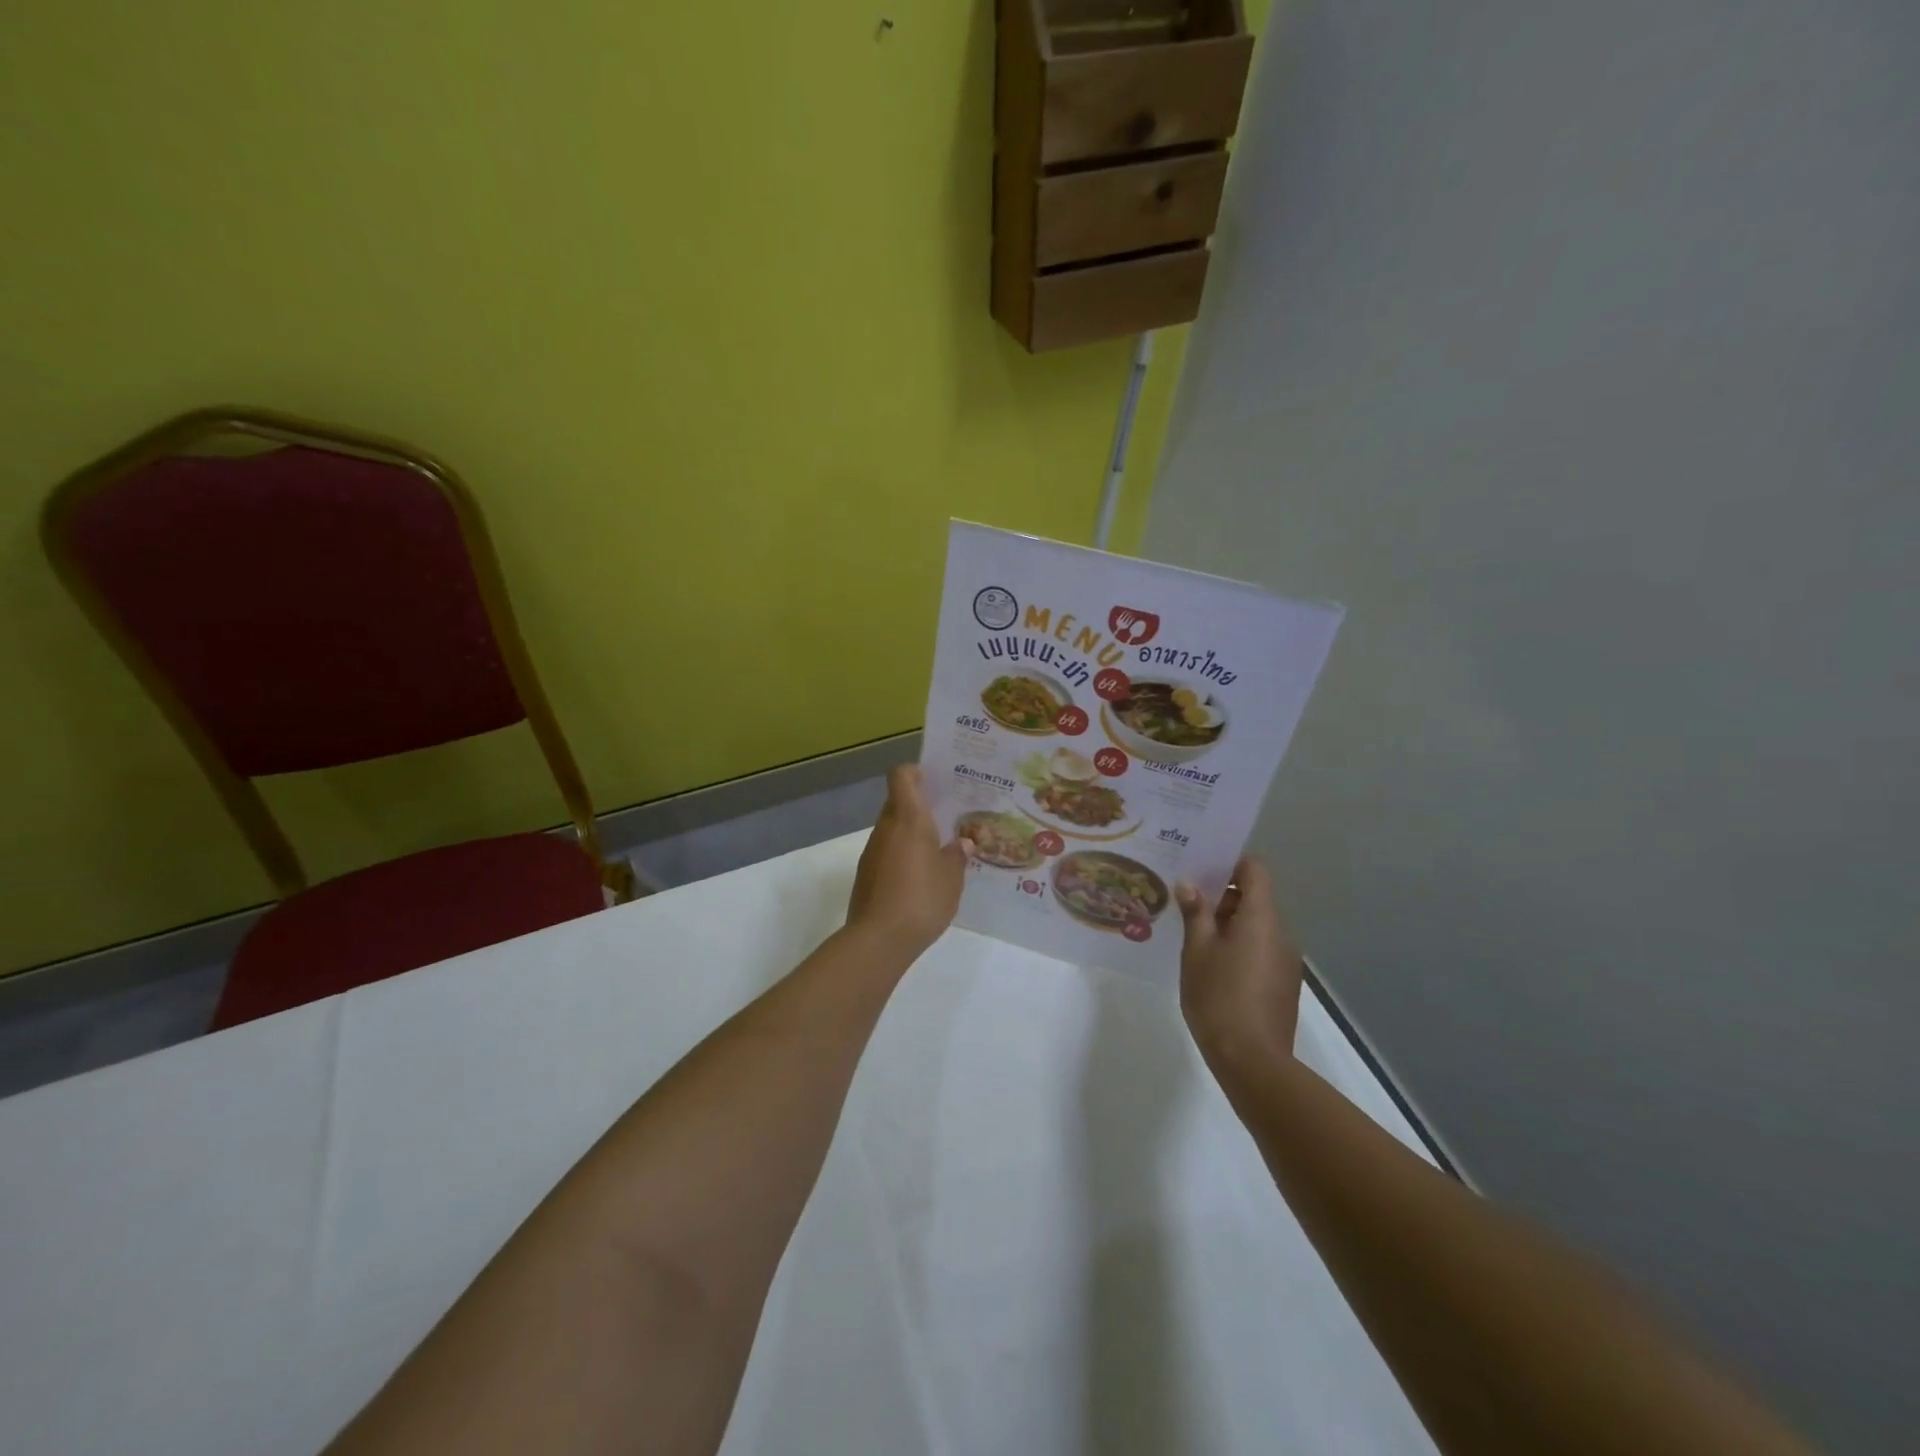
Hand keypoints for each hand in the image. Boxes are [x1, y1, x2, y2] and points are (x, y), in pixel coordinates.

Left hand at [847, 766, 972, 957]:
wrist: (879, 939)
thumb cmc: (922, 899)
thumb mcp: (952, 879)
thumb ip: (957, 856)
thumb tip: (962, 843)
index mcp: (909, 819)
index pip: (901, 776)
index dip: (914, 772)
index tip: (933, 780)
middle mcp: (887, 828)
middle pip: (897, 802)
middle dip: (919, 806)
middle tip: (946, 817)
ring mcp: (872, 851)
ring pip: (892, 829)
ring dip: (911, 833)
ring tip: (938, 850)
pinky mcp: (866, 874)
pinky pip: (887, 852)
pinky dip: (902, 855)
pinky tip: (920, 876)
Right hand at [1175, 858, 1303, 1073]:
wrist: (1252, 1060)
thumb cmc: (1219, 996)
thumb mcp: (1197, 950)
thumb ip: (1195, 913)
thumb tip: (1189, 884)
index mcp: (1261, 918)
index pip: (1255, 870)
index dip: (1230, 862)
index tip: (1201, 867)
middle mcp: (1280, 933)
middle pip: (1255, 898)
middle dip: (1222, 895)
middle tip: (1185, 899)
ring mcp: (1285, 960)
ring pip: (1256, 925)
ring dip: (1228, 922)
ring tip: (1193, 932)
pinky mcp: (1282, 983)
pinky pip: (1260, 948)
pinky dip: (1238, 944)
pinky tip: (1210, 963)